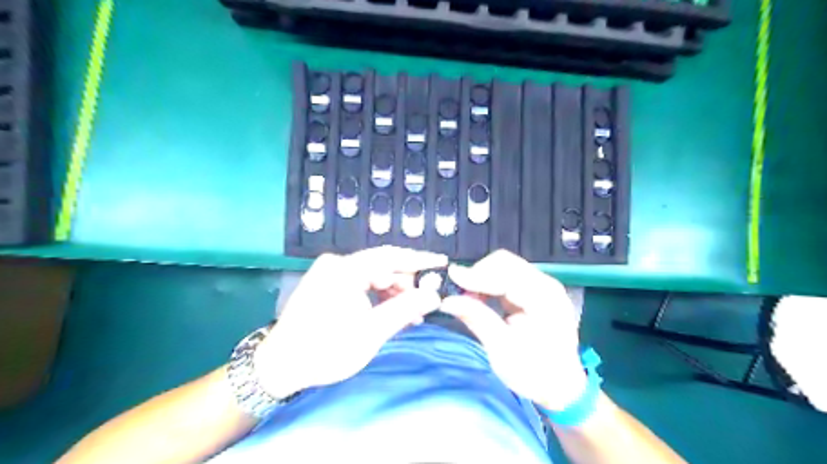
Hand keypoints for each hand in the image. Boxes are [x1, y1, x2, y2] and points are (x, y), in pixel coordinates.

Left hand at [254, 247, 445, 398]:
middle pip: (383, 265)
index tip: (442, 263)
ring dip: (394, 291)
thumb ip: (404, 309)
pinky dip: (379, 295)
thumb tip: (434, 295)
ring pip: (373, 274)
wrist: (279, 366)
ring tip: (412, 312)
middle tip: (427, 300)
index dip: (420, 260)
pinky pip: (362, 282)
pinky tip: (391, 310)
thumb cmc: (325, 350)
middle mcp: (337, 263)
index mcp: (345, 269)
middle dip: (407, 282)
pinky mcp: (327, 283)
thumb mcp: (371, 332)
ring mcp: (330, 272)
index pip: (391, 257)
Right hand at [443, 253, 583, 410]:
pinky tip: (479, 298)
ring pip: (504, 266)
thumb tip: (448, 301)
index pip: (507, 275)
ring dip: (481, 277)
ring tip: (467, 298)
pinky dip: (488, 282)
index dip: (477, 275)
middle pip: (505, 263)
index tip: (452, 278)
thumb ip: (477, 319)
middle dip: (478, 274)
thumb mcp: (502, 350)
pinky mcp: (533, 289)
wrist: (559, 385)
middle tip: (459, 294)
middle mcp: (546, 285)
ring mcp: (541, 285)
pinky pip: (506, 275)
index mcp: (545, 301)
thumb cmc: (534, 373)